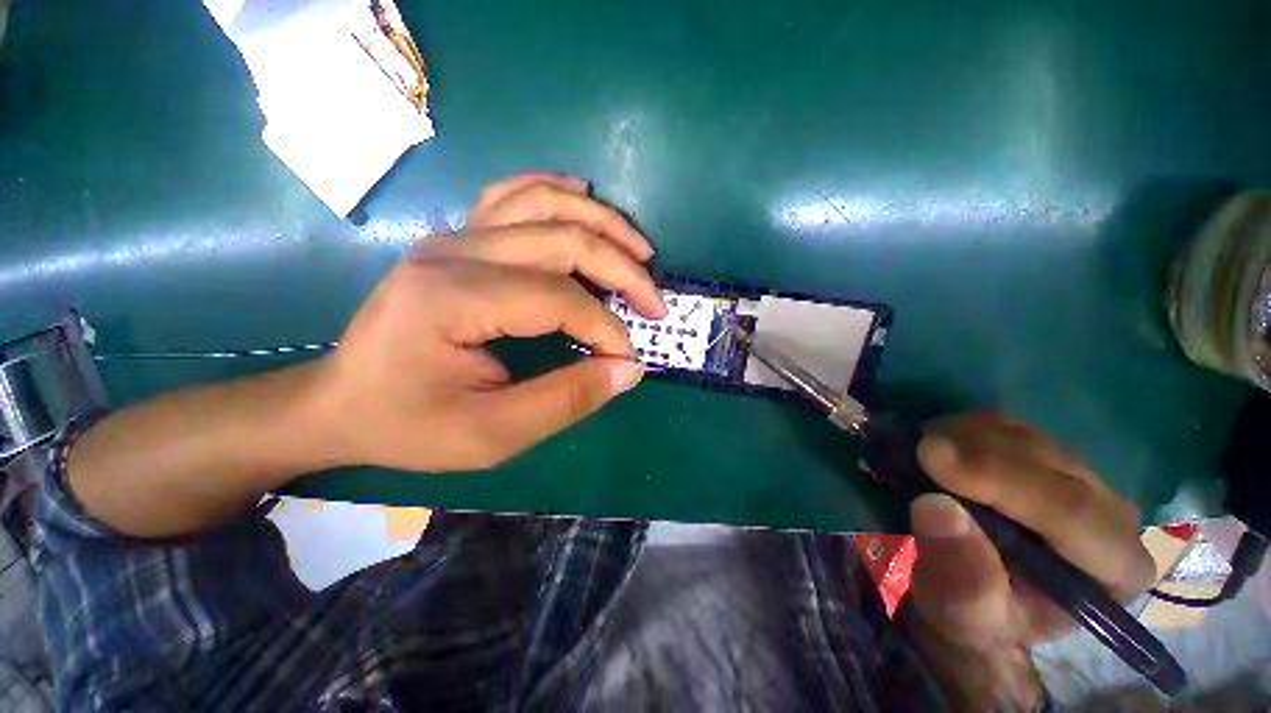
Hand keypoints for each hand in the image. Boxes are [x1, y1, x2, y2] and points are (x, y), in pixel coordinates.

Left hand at [307, 174, 666, 471]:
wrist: (340, 402)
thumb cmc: (408, 424)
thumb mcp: (490, 434)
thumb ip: (565, 401)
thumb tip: (629, 370)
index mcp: (455, 297)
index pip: (560, 299)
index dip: (607, 329)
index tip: (628, 361)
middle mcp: (456, 250)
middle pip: (563, 239)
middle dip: (623, 271)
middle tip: (655, 304)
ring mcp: (455, 235)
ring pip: (546, 203)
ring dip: (603, 223)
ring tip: (641, 252)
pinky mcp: (458, 237)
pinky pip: (515, 195)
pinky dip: (558, 193)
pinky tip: (585, 199)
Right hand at [901, 413, 1155, 709]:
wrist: (971, 593)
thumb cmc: (974, 614)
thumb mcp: (962, 614)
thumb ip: (960, 575)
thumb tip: (935, 507)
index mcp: (1115, 569)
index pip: (1073, 512)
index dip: (1002, 480)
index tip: (931, 457)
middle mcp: (1112, 514)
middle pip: (1049, 463)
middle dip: (976, 452)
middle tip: (913, 449)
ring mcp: (1079, 477)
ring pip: (1025, 435)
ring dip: (963, 437)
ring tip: (917, 454)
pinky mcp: (1042, 454)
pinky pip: (1003, 425)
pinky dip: (960, 429)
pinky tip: (933, 445)